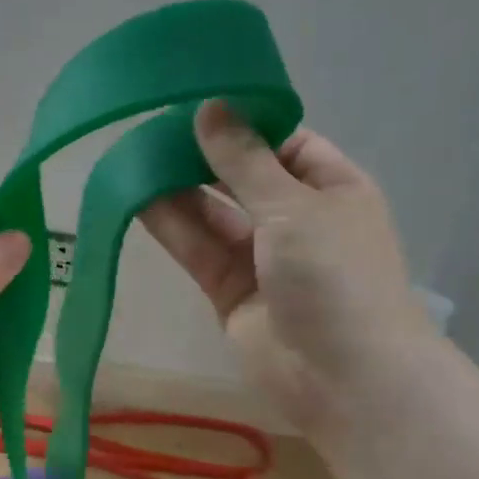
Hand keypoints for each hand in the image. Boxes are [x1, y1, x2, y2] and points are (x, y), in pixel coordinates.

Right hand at [141, 102, 434, 435]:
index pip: (284, 142)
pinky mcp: (229, 291)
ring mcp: (261, 258)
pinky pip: (198, 249)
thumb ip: (244, 159)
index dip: (242, 122)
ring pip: (213, 214)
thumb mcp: (294, 205)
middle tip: (150, 127)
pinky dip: (171, 226)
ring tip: (133, 156)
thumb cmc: (335, 275)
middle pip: (241, 177)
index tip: (195, 100)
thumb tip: (209, 107)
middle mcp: (296, 219)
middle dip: (202, 155)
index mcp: (332, 188)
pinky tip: (136, 198)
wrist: (344, 377)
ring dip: (178, 188)